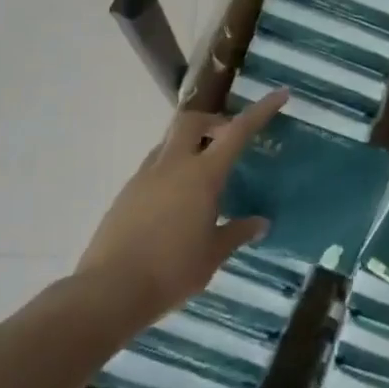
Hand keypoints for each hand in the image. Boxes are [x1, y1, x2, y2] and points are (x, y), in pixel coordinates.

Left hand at [71, 90, 287, 341]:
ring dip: (190, 145)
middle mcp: (172, 166)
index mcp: (201, 175)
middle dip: (213, 120)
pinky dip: (172, 169)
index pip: (237, 131)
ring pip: (169, 142)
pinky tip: (179, 202)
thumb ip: (237, 232)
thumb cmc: (171, 270)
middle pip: (192, 121)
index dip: (261, 111)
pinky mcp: (126, 194)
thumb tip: (260, 223)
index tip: (280, 94)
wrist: (108, 292)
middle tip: (228, 139)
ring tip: (205, 176)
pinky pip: (154, 167)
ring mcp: (144, 177)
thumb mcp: (213, 254)